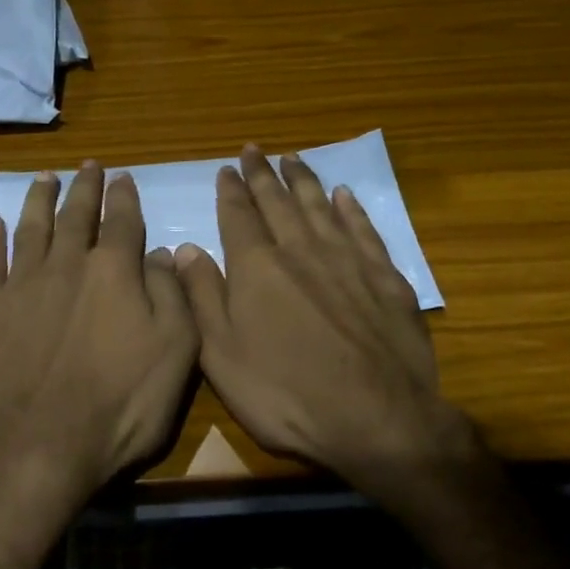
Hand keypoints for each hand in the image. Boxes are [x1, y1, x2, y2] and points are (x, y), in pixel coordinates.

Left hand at [0, 162, 198, 512]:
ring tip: (44, 178)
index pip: (122, 221)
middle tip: (87, 165)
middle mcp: (66, 265)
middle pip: (76, 216)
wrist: (38, 448)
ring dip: (39, 200)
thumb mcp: (176, 351)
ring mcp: (21, 286)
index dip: (124, 197)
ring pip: (31, 229)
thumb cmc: (120, 405)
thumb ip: (171, 294)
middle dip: (84, 188)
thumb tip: (162, 252)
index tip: (123, 176)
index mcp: (113, 272)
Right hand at [173, 145, 453, 492]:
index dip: (231, 190)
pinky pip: (363, 229)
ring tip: (292, 158)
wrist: (377, 418)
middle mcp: (300, 250)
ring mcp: (346, 259)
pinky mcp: (384, 276)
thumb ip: (202, 296)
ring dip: (303, 180)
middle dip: (263, 174)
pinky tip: (343, 195)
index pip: (239, 216)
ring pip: (319, 206)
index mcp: (257, 267)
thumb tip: (185, 249)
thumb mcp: (222, 355)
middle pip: (278, 202)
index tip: (227, 168)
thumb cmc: (286, 393)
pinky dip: (350, 208)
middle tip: (254, 150)